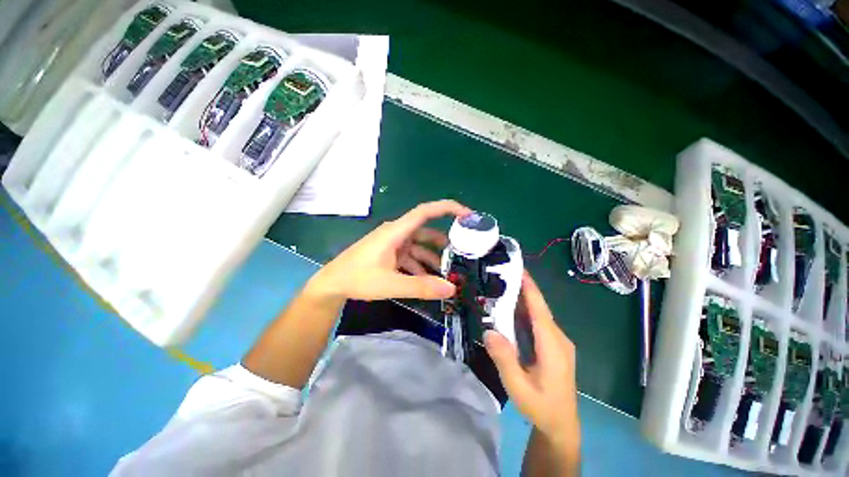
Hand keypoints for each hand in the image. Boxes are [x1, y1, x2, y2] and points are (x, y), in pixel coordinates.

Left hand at [308, 200, 470, 300]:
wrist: (332, 284)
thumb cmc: (358, 278)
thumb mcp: (391, 284)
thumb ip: (420, 287)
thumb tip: (451, 289)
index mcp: (396, 232)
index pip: (425, 211)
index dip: (447, 209)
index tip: (466, 215)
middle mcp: (396, 233)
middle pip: (425, 231)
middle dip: (443, 241)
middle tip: (462, 251)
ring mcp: (392, 244)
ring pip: (419, 247)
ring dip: (432, 257)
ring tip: (447, 272)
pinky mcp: (389, 253)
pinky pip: (410, 256)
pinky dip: (420, 266)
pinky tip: (427, 280)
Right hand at [484, 273, 578, 440]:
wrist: (561, 425)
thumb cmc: (540, 407)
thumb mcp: (519, 388)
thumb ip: (505, 360)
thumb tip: (489, 331)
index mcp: (553, 346)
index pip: (540, 310)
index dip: (530, 288)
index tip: (518, 269)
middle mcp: (558, 338)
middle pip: (539, 308)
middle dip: (522, 289)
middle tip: (500, 274)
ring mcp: (557, 341)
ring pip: (538, 314)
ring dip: (522, 299)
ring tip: (501, 286)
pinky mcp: (553, 345)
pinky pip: (537, 322)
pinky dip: (524, 312)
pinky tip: (509, 309)